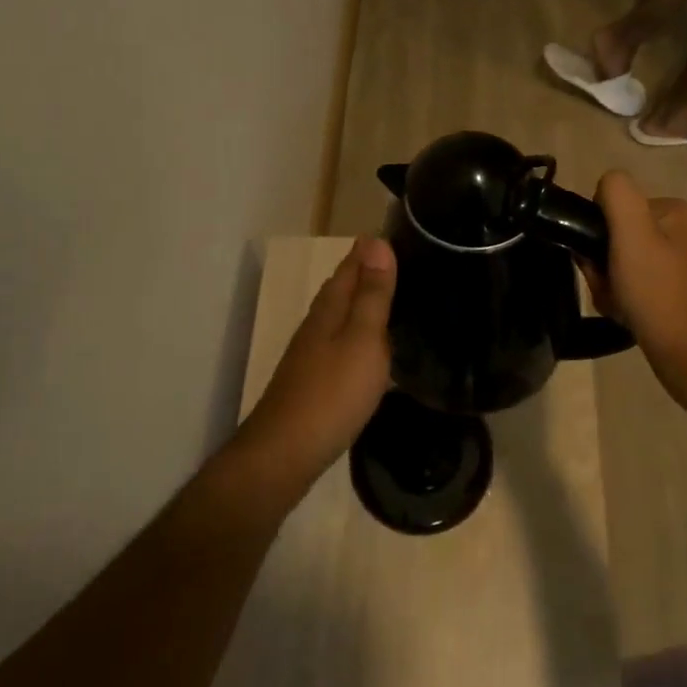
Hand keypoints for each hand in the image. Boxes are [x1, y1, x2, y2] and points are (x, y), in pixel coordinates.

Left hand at [232, 237, 395, 495]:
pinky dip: (359, 334)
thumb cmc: (332, 393)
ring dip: (362, 303)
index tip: (396, 233)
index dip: (370, 250)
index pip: (350, 266)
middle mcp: (317, 324)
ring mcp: (312, 354)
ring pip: (340, 316)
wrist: (285, 453)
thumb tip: (376, 241)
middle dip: (366, 272)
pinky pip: (342, 343)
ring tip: (392, 299)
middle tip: (401, 262)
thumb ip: (372, 295)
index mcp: (329, 309)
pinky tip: (372, 348)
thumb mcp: (362, 339)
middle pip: (342, 288)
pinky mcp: (315, 381)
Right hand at [582, 172, 686, 401]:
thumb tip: (604, 186)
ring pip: (622, 262)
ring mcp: (682, 262)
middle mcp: (681, 230)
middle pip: (617, 234)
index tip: (598, 260)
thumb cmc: (659, 293)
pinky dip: (624, 298)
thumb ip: (616, 194)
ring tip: (618, 304)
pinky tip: (627, 314)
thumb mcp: (632, 234)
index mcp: (673, 210)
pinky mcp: (679, 291)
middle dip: (603, 263)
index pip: (613, 205)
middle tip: (608, 288)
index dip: (596, 232)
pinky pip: (636, 284)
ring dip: (610, 283)